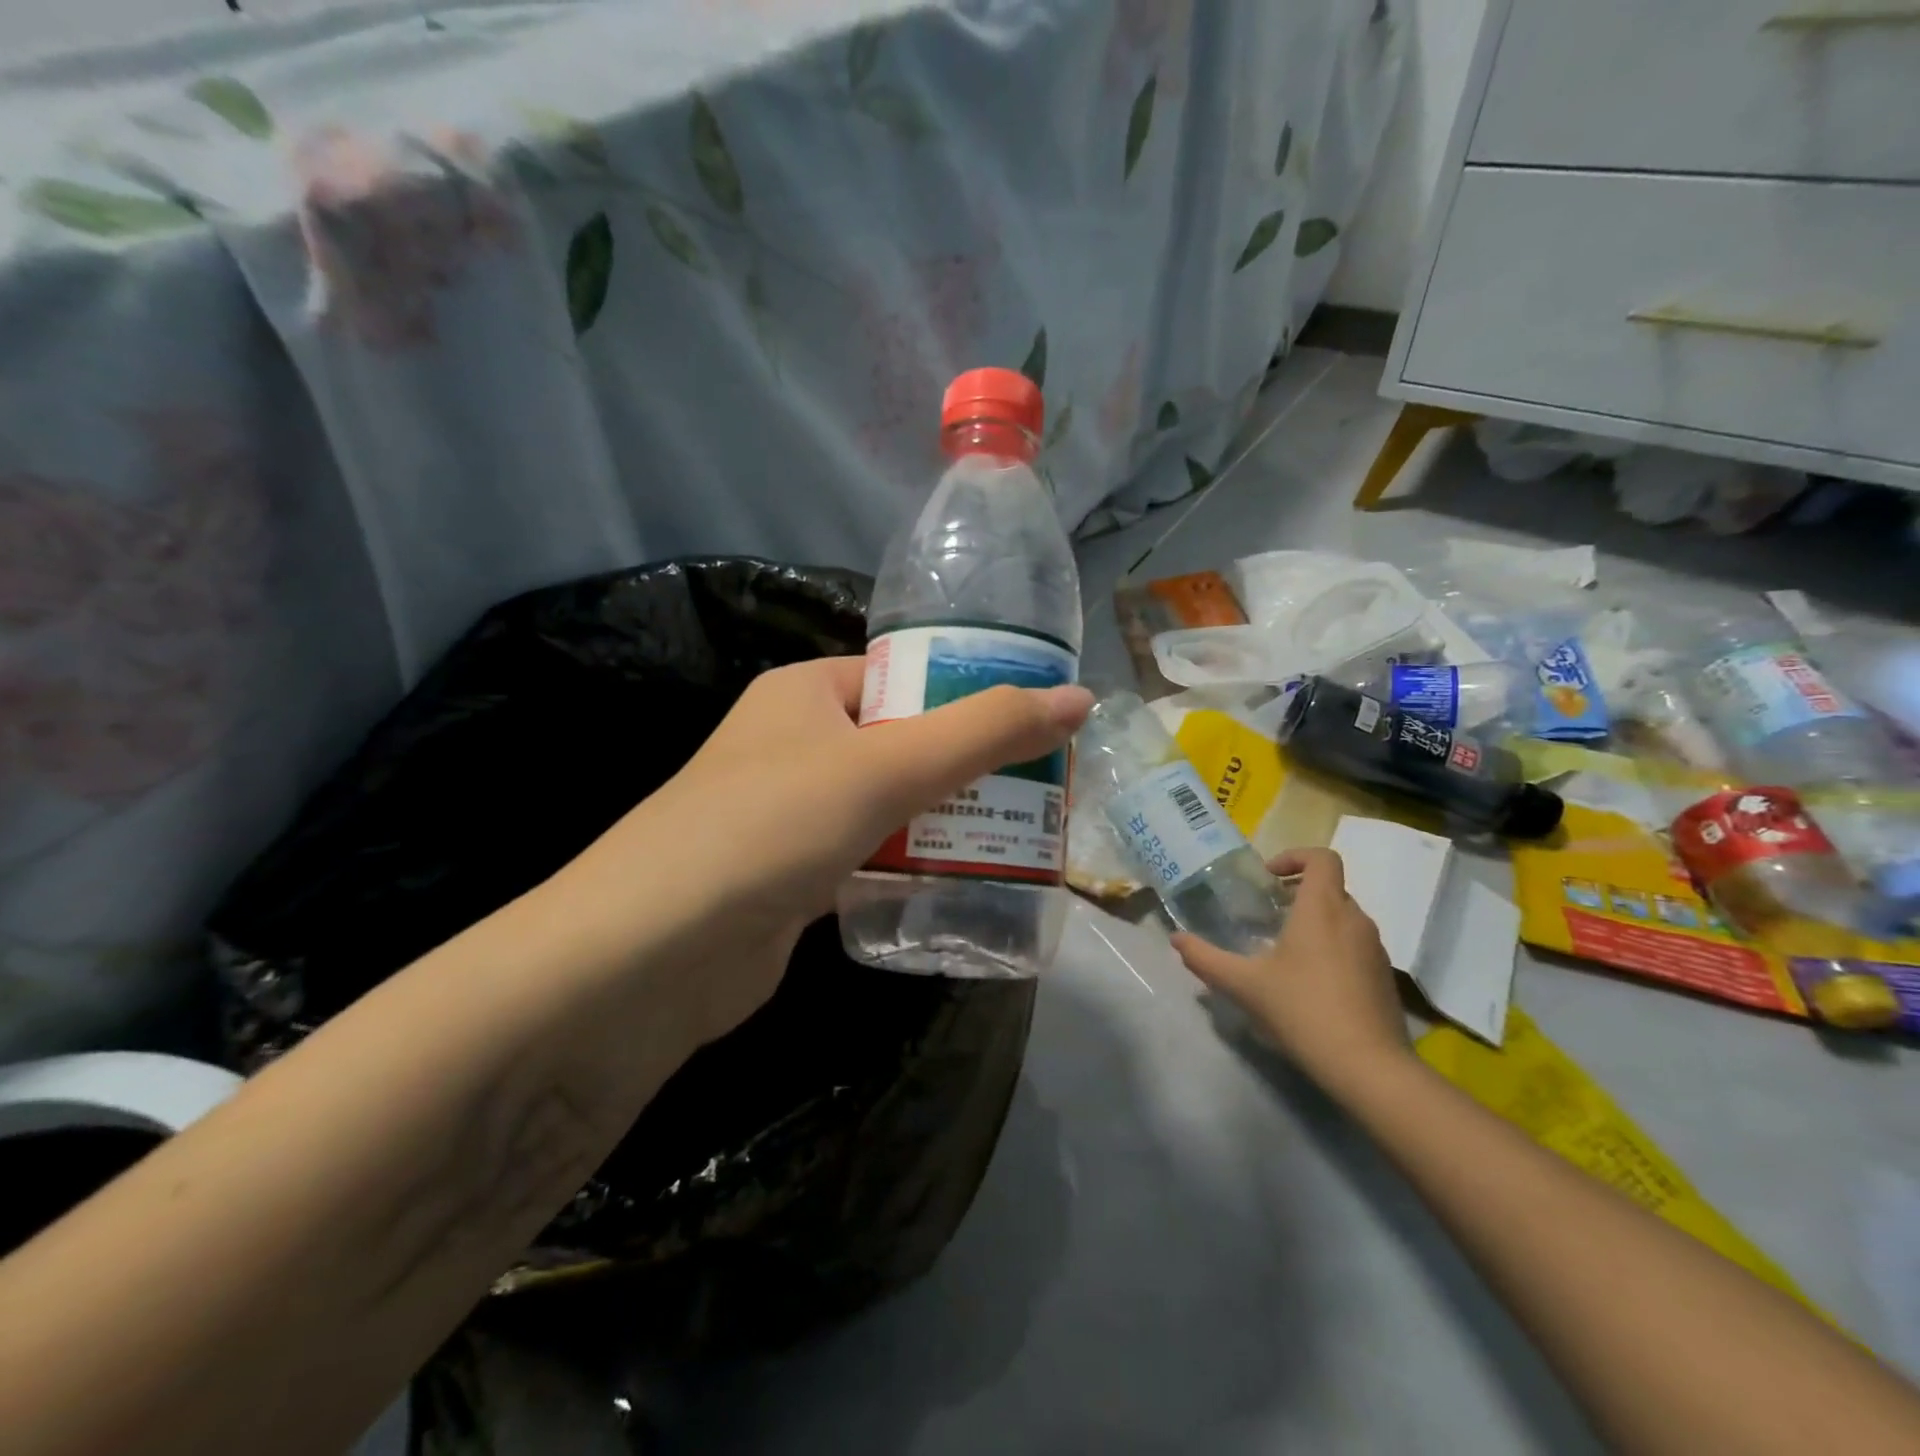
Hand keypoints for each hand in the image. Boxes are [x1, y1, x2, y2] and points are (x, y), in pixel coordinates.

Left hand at [557, 656, 1091, 1045]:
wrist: (653, 956)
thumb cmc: (772, 825)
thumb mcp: (888, 767)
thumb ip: (985, 732)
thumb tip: (1079, 698)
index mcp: (805, 692)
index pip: (903, 676)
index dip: (967, 692)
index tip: (1034, 724)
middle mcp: (795, 744)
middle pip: (904, 742)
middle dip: (969, 767)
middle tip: (1043, 789)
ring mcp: (792, 814)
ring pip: (891, 805)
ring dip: (948, 821)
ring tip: (1025, 835)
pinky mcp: (795, 878)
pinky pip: (872, 858)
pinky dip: (913, 867)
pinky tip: (966, 883)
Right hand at [1172, 848, 1410, 1095]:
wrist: (1368, 1066)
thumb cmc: (1302, 1009)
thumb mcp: (1243, 984)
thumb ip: (1205, 958)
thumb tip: (1176, 939)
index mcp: (1322, 908)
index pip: (1322, 858)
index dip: (1295, 856)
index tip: (1268, 878)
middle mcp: (1354, 919)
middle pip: (1330, 887)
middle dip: (1298, 893)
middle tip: (1267, 915)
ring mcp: (1375, 949)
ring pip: (1344, 917)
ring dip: (1315, 921)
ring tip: (1284, 950)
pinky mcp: (1384, 977)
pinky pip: (1356, 945)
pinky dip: (1333, 948)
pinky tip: (1310, 983)